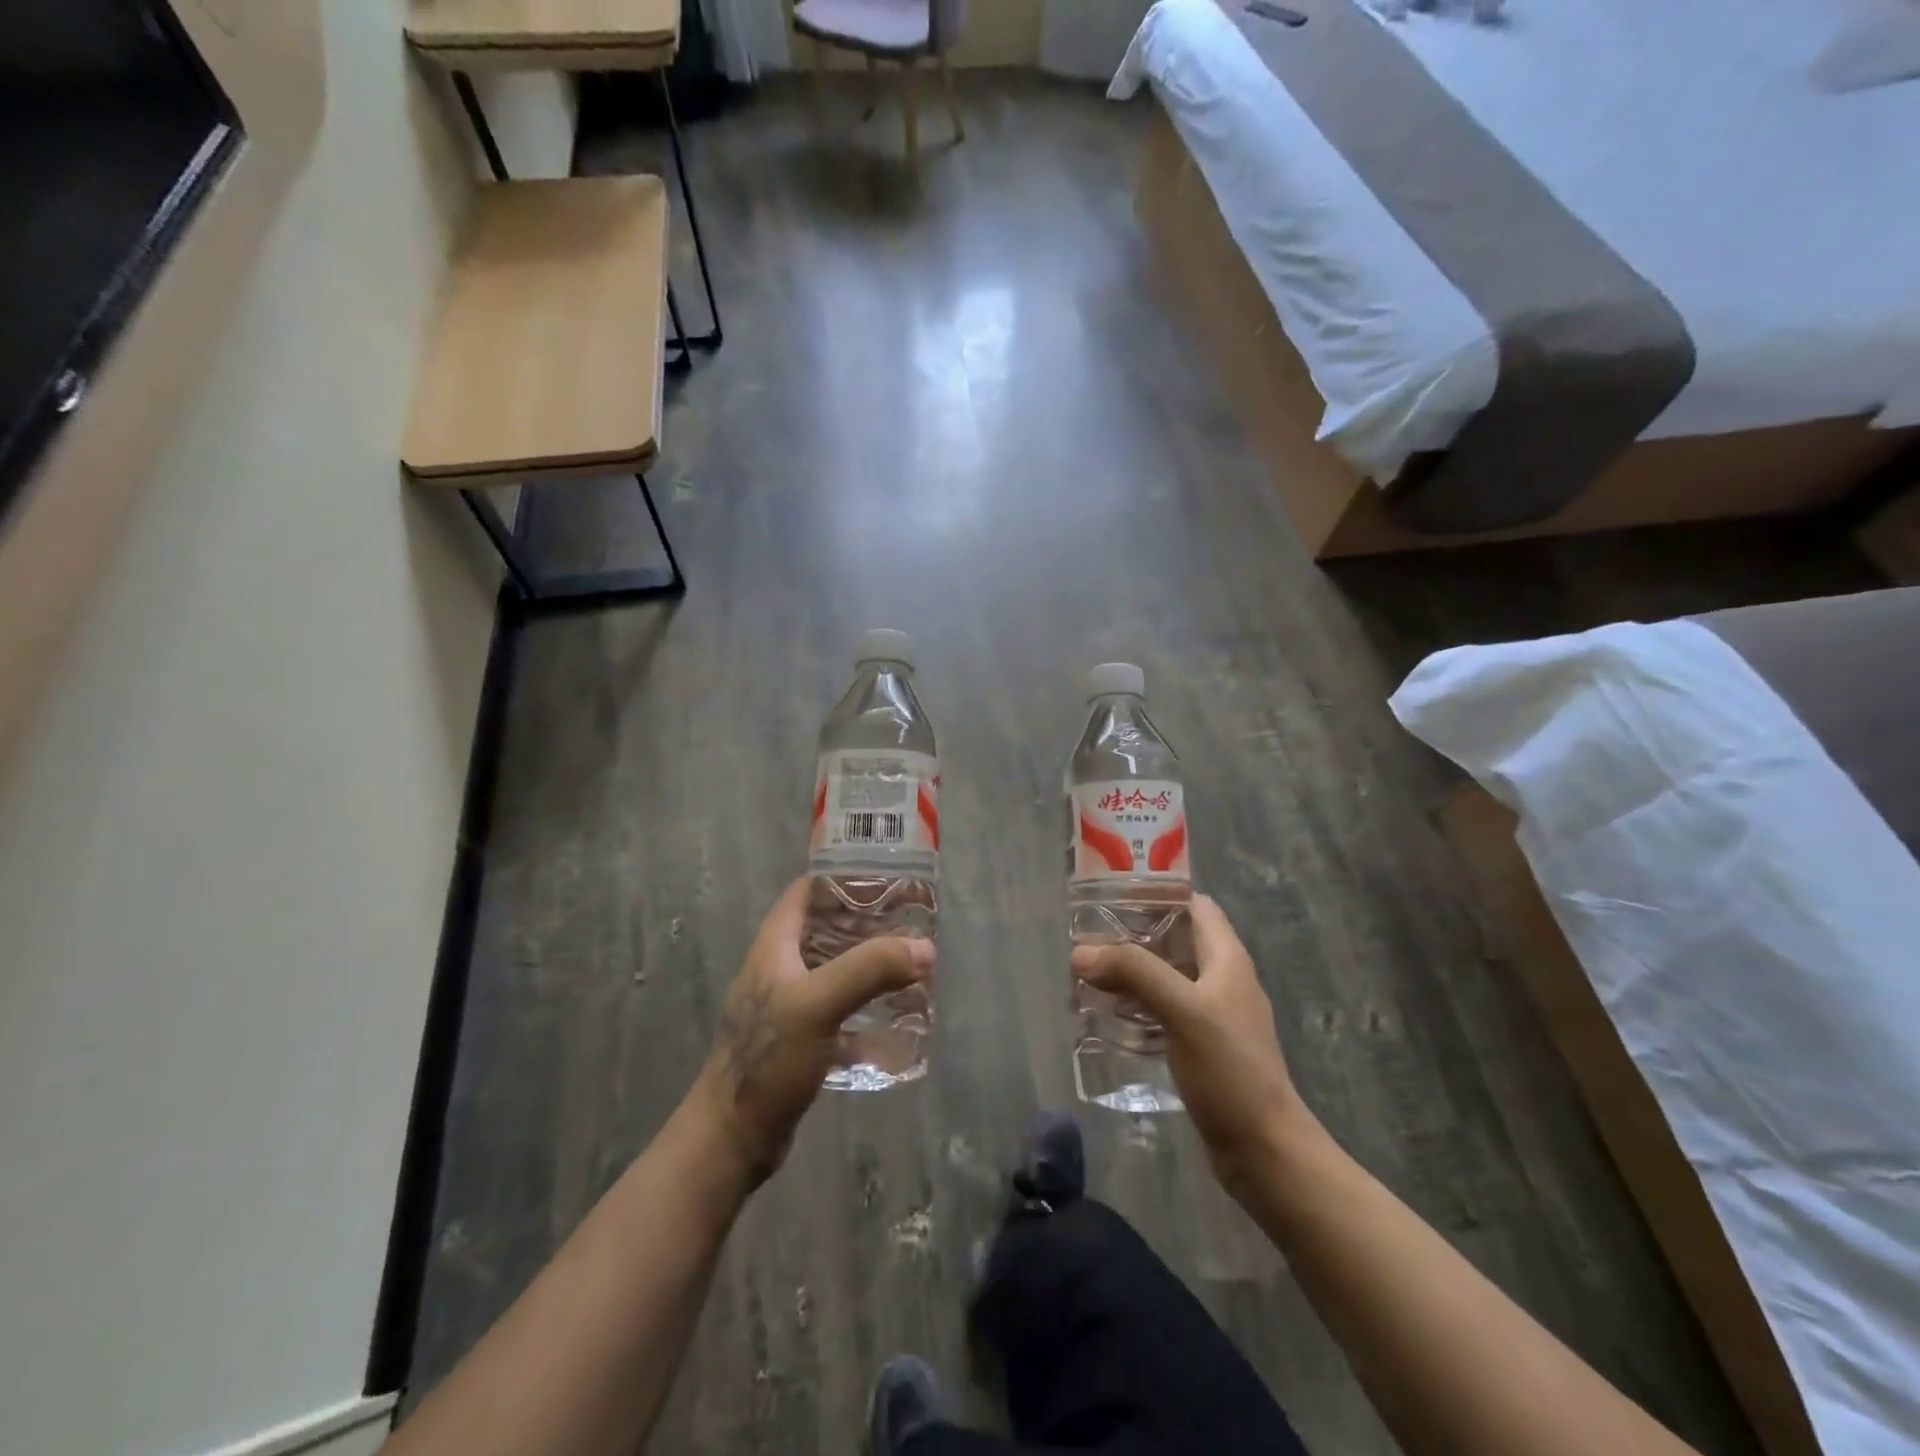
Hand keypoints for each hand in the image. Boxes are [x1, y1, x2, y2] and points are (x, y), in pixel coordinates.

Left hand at [693, 877, 933, 1187]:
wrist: (733, 1139)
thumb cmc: (767, 1060)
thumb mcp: (817, 1004)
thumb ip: (869, 970)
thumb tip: (924, 949)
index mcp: (775, 945)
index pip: (807, 891)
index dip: (843, 877)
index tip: (888, 876)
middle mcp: (781, 968)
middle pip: (827, 928)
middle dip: (868, 922)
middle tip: (912, 922)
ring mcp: (790, 1005)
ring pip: (836, 969)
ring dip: (871, 965)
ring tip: (913, 963)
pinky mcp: (801, 1040)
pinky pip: (841, 1010)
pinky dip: (868, 1008)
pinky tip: (899, 1017)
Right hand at [1071, 895, 1307, 1196]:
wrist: (1264, 1151)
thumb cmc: (1231, 1071)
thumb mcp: (1183, 1011)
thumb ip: (1135, 974)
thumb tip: (1081, 952)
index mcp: (1227, 959)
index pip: (1195, 905)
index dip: (1159, 893)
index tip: (1114, 892)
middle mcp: (1222, 980)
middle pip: (1175, 939)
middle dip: (1134, 933)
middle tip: (1089, 934)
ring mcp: (1213, 1015)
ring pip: (1166, 976)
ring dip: (1132, 970)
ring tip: (1089, 971)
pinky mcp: (1201, 1046)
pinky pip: (1163, 1010)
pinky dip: (1136, 1004)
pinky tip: (1107, 1014)